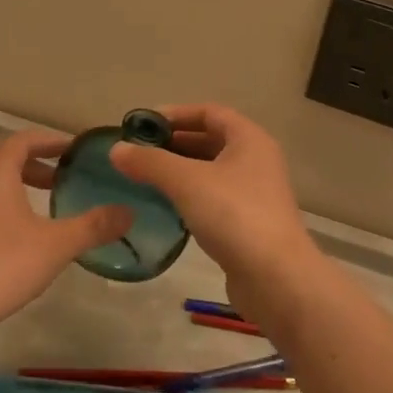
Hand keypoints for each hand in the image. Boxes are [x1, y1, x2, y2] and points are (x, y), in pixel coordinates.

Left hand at [0, 129, 132, 339]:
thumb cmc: (1, 264)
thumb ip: (94, 226)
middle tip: (63, 181)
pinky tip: (11, 242)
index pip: (26, 139)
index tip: (75, 151)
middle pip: (6, 160)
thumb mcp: (56, 245)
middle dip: (36, 167)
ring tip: (42, 212)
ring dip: (16, 190)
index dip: (53, 142)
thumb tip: (130, 212)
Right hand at [107, 104, 322, 319]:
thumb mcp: (186, 181)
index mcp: (249, 139)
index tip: (143, 125)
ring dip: (181, 171)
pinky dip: (191, 196)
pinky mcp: (250, 224)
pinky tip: (167, 206)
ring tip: (146, 177)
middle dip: (174, 143)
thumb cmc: (234, 215)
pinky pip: (215, 198)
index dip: (175, 114)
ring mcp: (256, 194)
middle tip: (139, 152)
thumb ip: (149, 162)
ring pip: (212, 171)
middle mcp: (256, 160)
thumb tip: (115, 149)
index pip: (209, 112)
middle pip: (210, 140)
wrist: (277, 280)